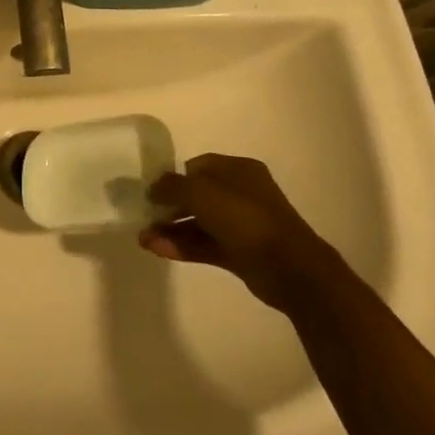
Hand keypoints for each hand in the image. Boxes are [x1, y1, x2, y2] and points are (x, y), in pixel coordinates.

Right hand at [139, 154, 319, 310]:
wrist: (290, 268)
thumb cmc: (246, 218)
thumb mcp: (202, 193)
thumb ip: (173, 186)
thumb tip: (154, 187)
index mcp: (239, 170)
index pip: (199, 166)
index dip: (174, 176)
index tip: (152, 191)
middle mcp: (241, 193)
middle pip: (197, 195)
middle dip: (169, 206)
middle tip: (144, 216)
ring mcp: (242, 225)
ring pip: (199, 223)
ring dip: (171, 229)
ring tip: (144, 238)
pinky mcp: (240, 253)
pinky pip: (205, 245)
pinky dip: (182, 246)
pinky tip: (157, 250)